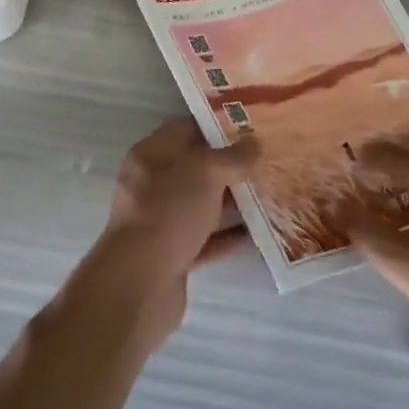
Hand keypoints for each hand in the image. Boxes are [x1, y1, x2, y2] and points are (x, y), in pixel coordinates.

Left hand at [84, 118, 253, 342]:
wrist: (140, 283)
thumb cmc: (169, 211)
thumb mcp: (205, 173)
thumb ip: (231, 157)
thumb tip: (253, 143)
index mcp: (151, 154)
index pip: (185, 129)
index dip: (216, 125)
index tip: (250, 127)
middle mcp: (152, 184)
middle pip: (195, 168)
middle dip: (228, 165)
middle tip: (266, 161)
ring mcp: (161, 220)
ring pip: (201, 204)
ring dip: (231, 201)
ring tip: (268, 194)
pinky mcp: (172, 255)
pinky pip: (204, 238)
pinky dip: (227, 235)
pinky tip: (256, 233)